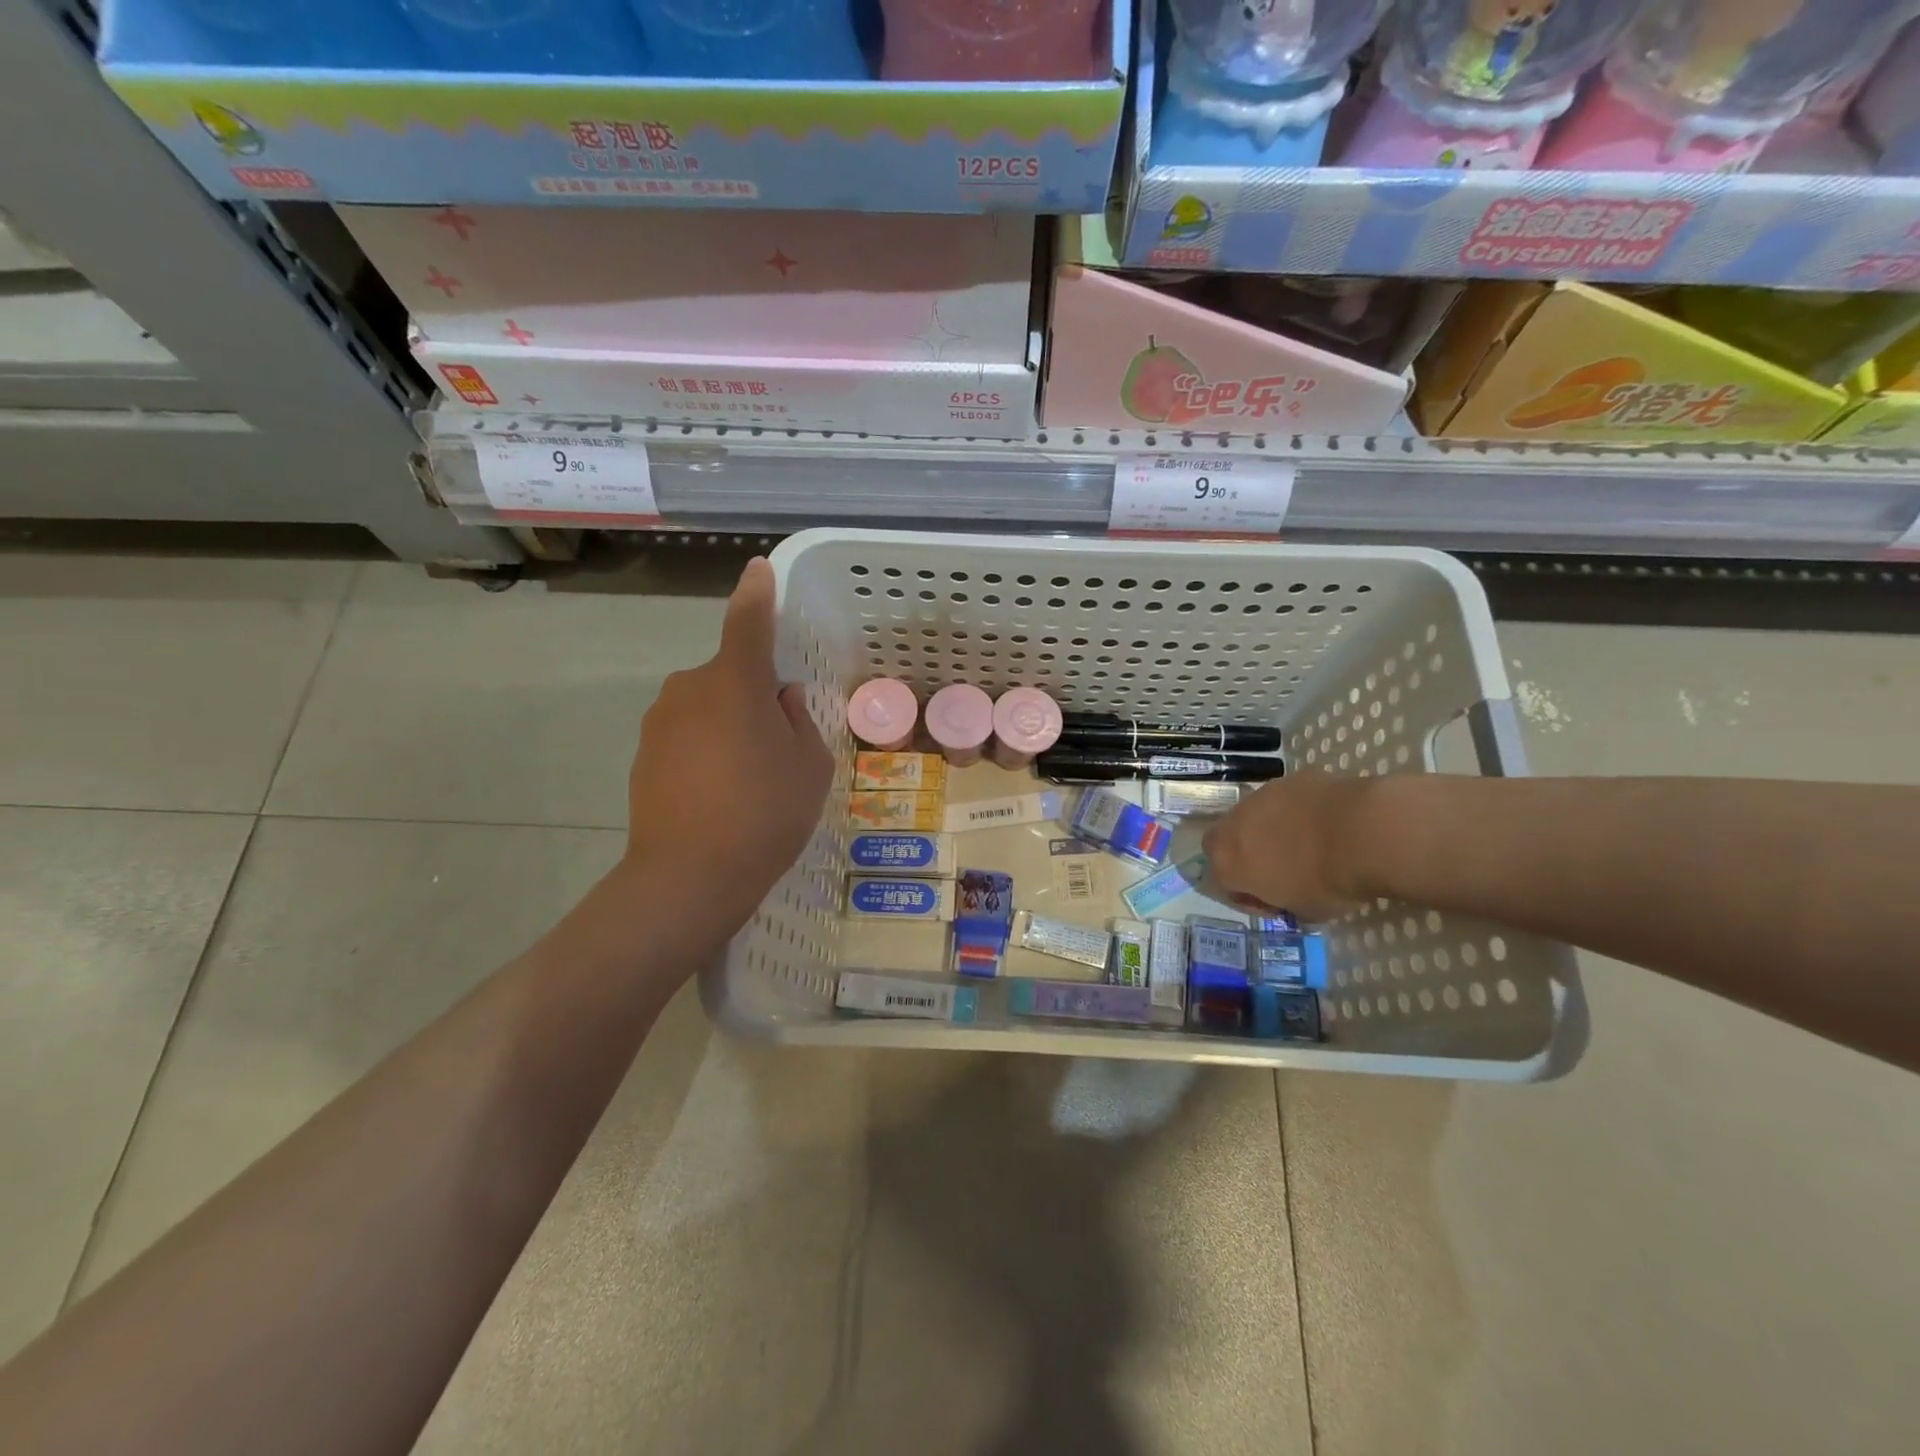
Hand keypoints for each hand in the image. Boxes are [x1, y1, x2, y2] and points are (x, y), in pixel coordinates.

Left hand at [623, 557, 832, 935]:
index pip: (748, 622)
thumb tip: (780, 699)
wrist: (688, 877)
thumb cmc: (765, 813)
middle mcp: (690, 688)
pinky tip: (718, 797)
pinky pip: (687, 735)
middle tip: (777, 750)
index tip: (758, 569)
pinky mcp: (643, 754)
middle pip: (731, 676)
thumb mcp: (810, 766)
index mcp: (735, 682)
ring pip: (709, 707)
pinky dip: (706, 751)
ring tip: (747, 783)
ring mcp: (660, 721)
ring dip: (729, 726)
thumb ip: (798, 720)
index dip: (757, 594)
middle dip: (754, 697)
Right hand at [1201, 775, 1377, 923]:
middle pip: (1224, 840)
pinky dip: (1299, 810)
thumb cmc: (1329, 882)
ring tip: (1307, 842)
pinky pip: (1287, 799)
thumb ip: (1284, 900)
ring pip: (1255, 814)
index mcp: (1227, 863)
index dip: (1248, 895)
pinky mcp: (1290, 778)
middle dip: (1244, 852)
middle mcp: (1233, 825)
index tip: (1274, 902)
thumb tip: (1290, 894)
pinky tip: (1327, 822)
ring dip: (1270, 828)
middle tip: (1277, 867)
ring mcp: (1261, 796)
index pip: (1222, 882)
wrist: (1363, 834)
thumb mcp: (1304, 911)